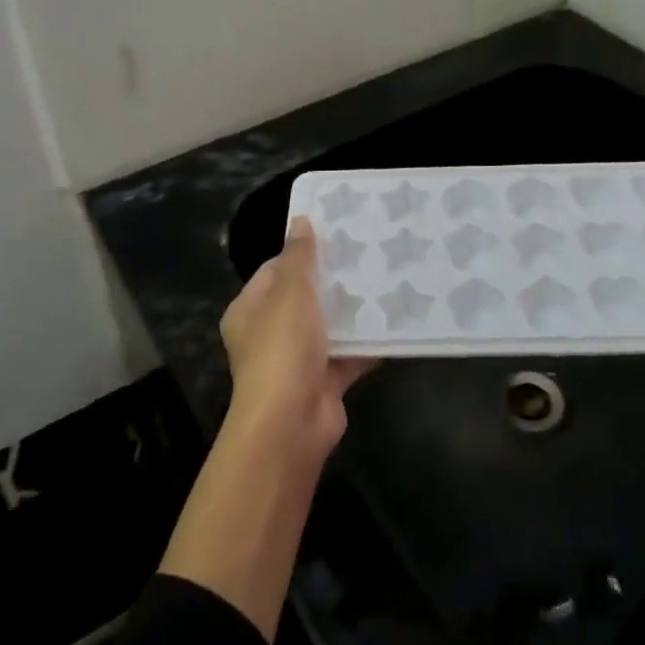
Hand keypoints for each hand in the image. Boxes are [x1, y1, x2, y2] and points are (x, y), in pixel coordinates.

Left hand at [219, 216, 373, 460]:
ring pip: (329, 325)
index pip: (275, 270)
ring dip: (353, 310)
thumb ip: (298, 257)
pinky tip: (394, 320)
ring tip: (387, 279)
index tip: (337, 235)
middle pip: (304, 297)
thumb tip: (300, 221)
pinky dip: (367, 341)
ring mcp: (297, 360)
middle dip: (334, 280)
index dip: (303, 252)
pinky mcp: (324, 381)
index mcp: (250, 310)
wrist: (292, 423)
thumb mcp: (289, 292)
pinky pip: (349, 353)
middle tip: (368, 254)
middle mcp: (270, 333)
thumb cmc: (282, 348)